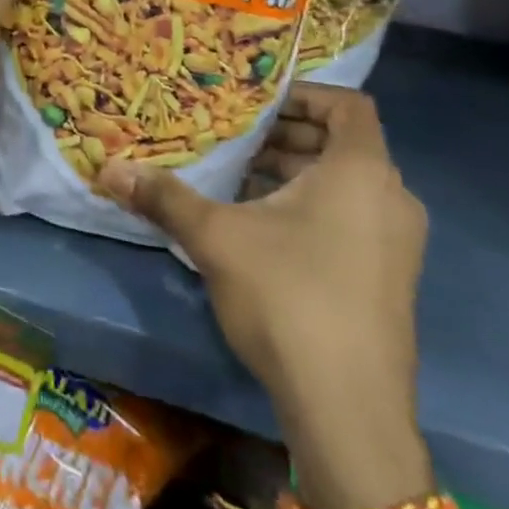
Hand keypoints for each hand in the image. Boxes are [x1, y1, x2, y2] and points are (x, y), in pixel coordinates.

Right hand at [97, 84, 429, 508]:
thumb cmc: (289, 298)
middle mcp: (392, 199)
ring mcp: (399, 244)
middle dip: (286, 136)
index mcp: (362, 172)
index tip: (255, 104)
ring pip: (346, 184)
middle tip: (235, 138)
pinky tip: (263, 228)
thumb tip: (108, 169)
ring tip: (240, 179)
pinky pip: (354, 218)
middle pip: (342, 143)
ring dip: (296, 173)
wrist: (349, 414)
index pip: (347, 105)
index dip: (303, 94)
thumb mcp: (216, 237)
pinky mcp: (392, 280)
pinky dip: (313, 207)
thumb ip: (164, 196)